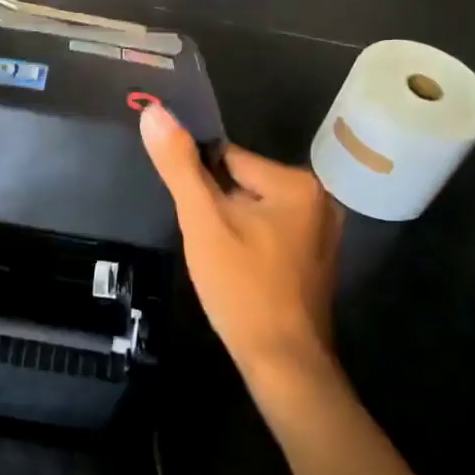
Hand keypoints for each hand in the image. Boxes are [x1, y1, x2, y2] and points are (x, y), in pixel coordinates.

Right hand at [140, 104, 341, 386]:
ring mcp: (321, 232)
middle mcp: (318, 199)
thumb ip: (179, 165)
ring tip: (219, 261)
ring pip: (253, 211)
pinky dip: (248, 245)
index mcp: (297, 183)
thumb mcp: (203, 221)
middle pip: (243, 184)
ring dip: (230, 228)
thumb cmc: (242, 287)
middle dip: (217, 208)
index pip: (229, 159)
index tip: (193, 216)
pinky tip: (238, 273)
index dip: (201, 185)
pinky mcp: (314, 260)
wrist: (282, 363)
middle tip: (206, 244)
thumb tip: (153, 111)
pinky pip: (269, 234)